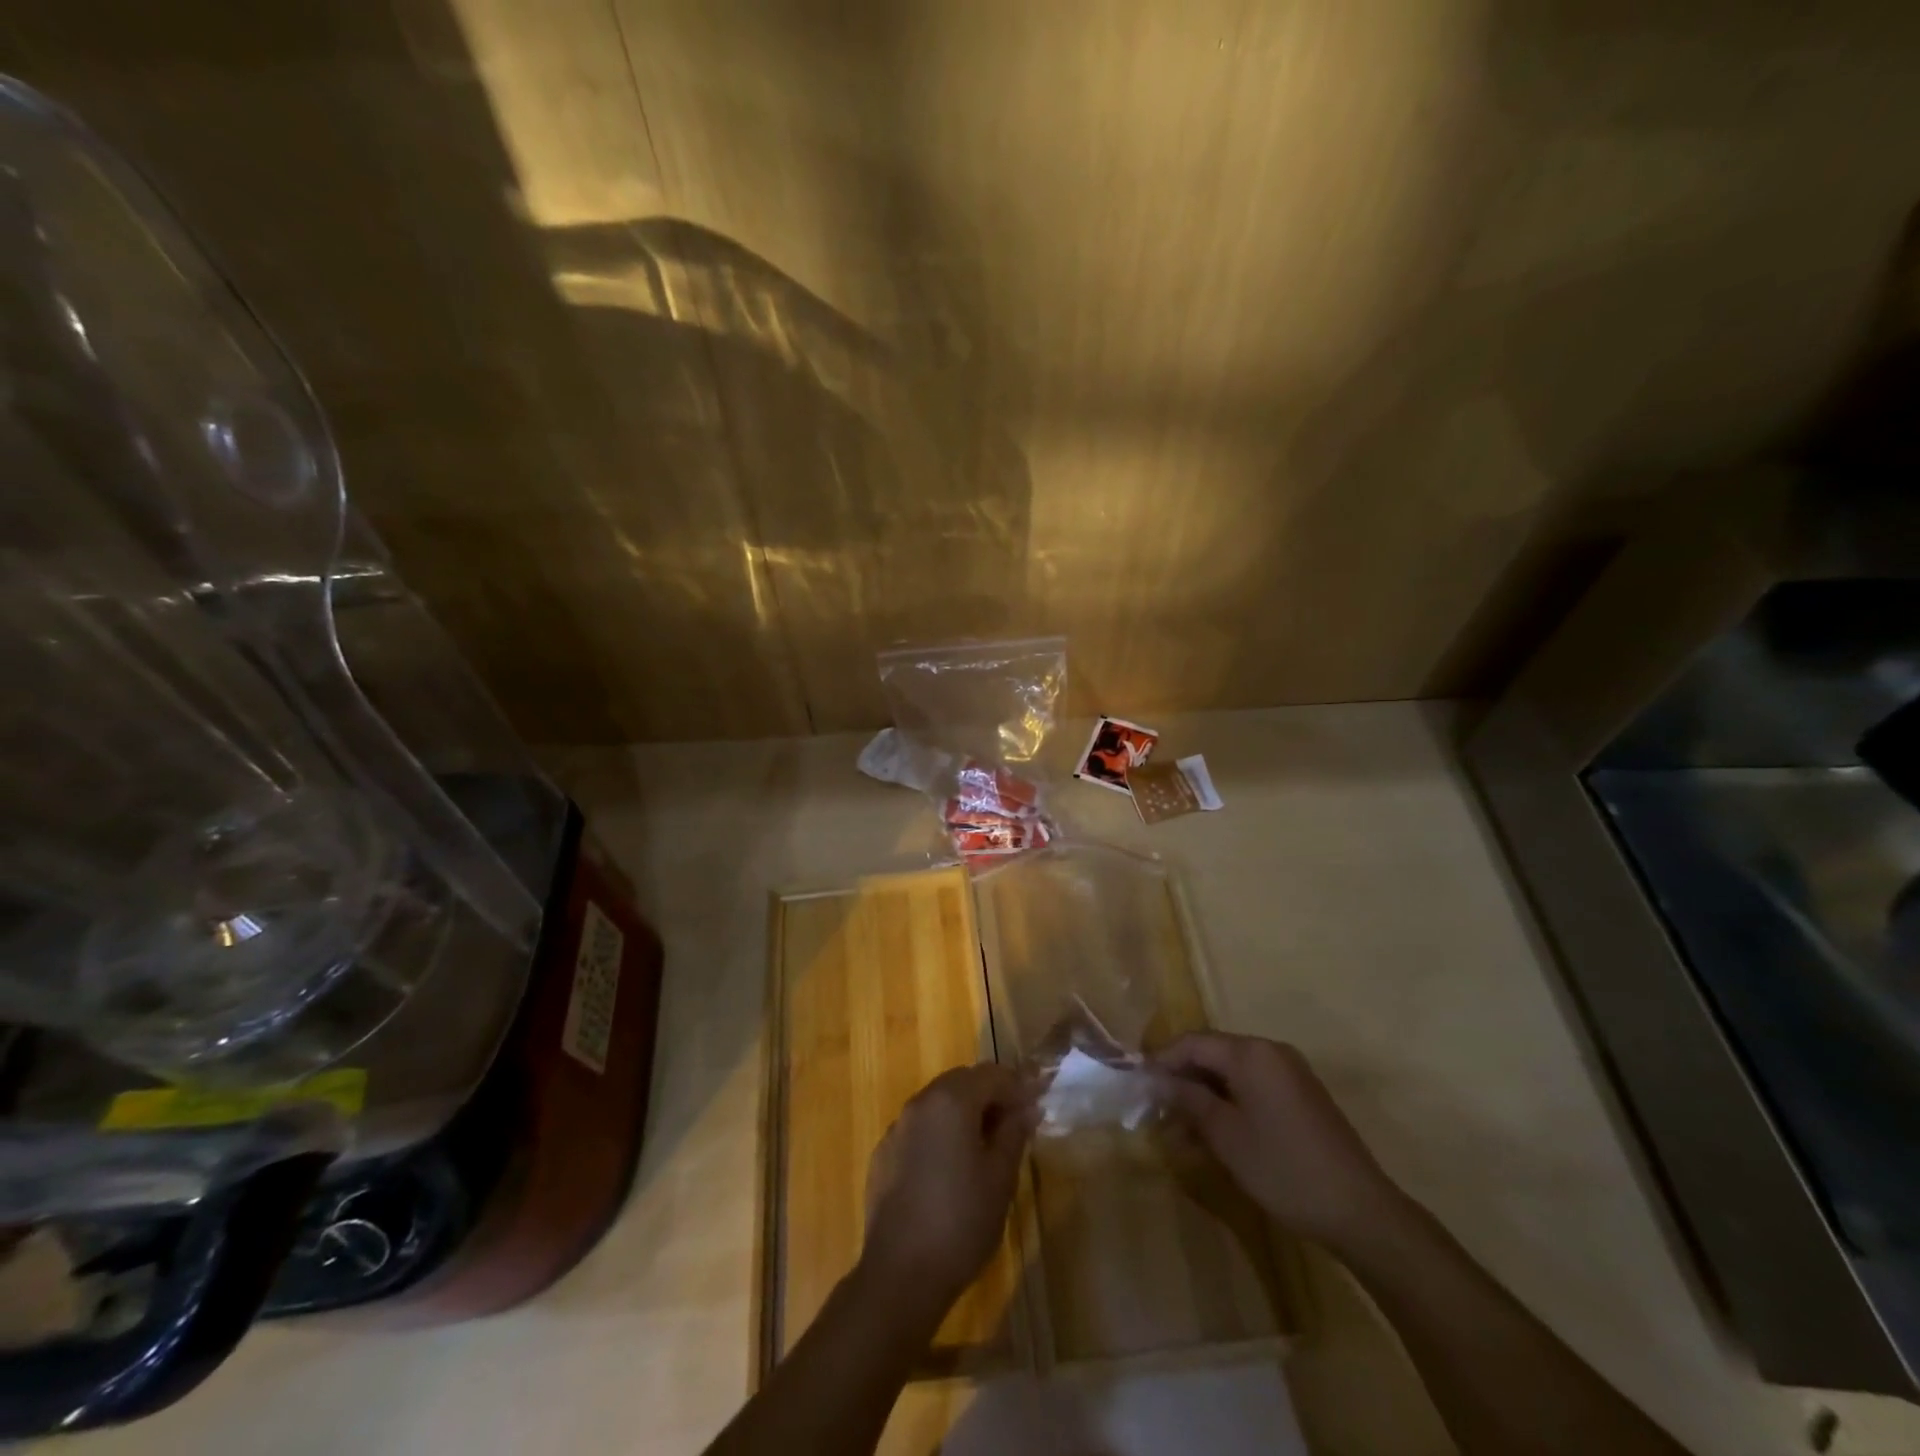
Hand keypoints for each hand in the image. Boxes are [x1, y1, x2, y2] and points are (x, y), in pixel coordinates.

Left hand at [860, 1063, 1036, 1305]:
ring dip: (964, 1113)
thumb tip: (1027, 1108)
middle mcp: (920, 1103)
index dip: (1018, 1085)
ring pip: (938, 1103)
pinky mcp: (884, 1154)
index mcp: (951, 1101)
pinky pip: (919, 1129)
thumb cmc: (961, 1221)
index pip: (991, 1074)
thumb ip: (1014, 1133)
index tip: (1038, 1102)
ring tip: (986, 1145)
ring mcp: (897, 1128)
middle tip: (1015, 1122)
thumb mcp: (1000, 1178)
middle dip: (990, 1095)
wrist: (900, 1274)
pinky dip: (940, 1134)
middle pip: (961, 1082)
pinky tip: (951, 1167)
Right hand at [1153, 1032, 1400, 1251]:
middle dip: (1182, 1080)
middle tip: (1155, 1110)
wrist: (1361, 1212)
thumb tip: (1156, 1078)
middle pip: (1212, 1055)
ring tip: (1179, 1131)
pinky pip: (1253, 1089)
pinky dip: (1229, 1105)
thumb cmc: (1284, 1168)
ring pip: (1232, 1075)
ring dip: (1203, 1097)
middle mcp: (1271, 1052)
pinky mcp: (1301, 1098)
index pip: (1192, 1042)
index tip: (1137, 1084)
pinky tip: (1213, 1136)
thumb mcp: (1226, 1135)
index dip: (1162, 1060)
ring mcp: (1290, 1075)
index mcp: (1251, 1053)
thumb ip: (1188, 1099)